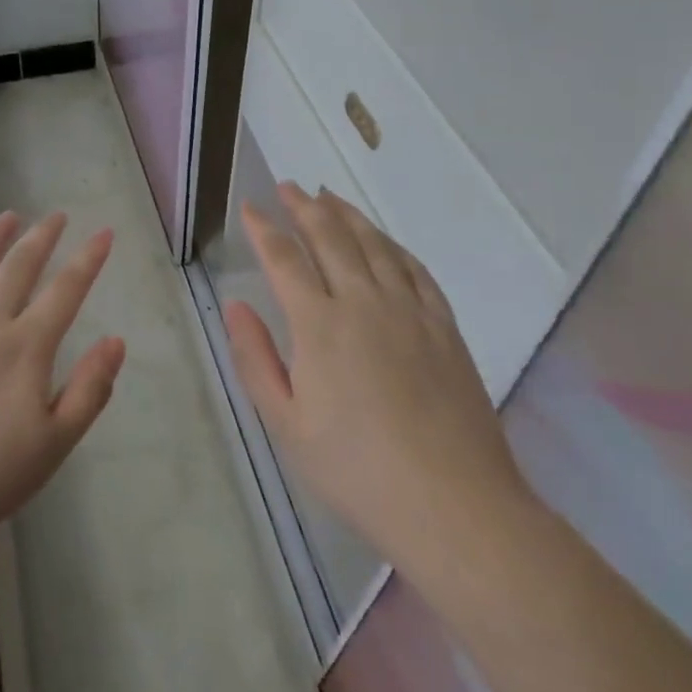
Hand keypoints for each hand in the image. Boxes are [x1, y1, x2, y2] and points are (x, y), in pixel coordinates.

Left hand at [0, 212, 125, 557]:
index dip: (88, 259)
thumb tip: (116, 341)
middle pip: (18, 268)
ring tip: (8, 217)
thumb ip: (90, 390)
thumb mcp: (53, 446)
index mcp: (24, 349)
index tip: (104, 232)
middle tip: (56, 215)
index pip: (66, 291)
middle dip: (41, 237)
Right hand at [224, 184, 532, 574]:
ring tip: (329, 197)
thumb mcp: (286, 423)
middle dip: (304, 207)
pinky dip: (394, 246)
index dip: (263, 228)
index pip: (283, 258)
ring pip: (375, 245)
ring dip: (348, 215)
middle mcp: (364, 302)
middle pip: (330, 237)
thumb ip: (255, 358)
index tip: (250, 206)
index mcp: (319, 324)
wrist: (454, 504)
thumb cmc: (356, 470)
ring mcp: (410, 311)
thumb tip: (237, 304)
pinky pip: (416, 270)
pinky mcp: (444, 327)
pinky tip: (385, 242)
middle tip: (288, 187)